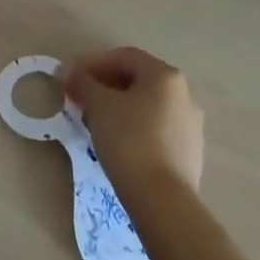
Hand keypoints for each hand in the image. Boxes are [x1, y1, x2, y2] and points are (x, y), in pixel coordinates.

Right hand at [61, 47, 204, 200]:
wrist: (164, 203)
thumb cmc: (129, 140)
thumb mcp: (98, 105)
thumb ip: (82, 81)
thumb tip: (68, 70)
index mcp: (165, 75)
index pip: (124, 57)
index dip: (93, 62)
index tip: (71, 77)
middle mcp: (184, 95)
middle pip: (137, 80)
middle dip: (105, 85)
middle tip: (80, 98)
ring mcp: (191, 127)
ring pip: (147, 106)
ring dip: (119, 107)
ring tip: (95, 122)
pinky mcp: (190, 155)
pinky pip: (157, 130)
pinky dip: (135, 128)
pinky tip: (118, 144)